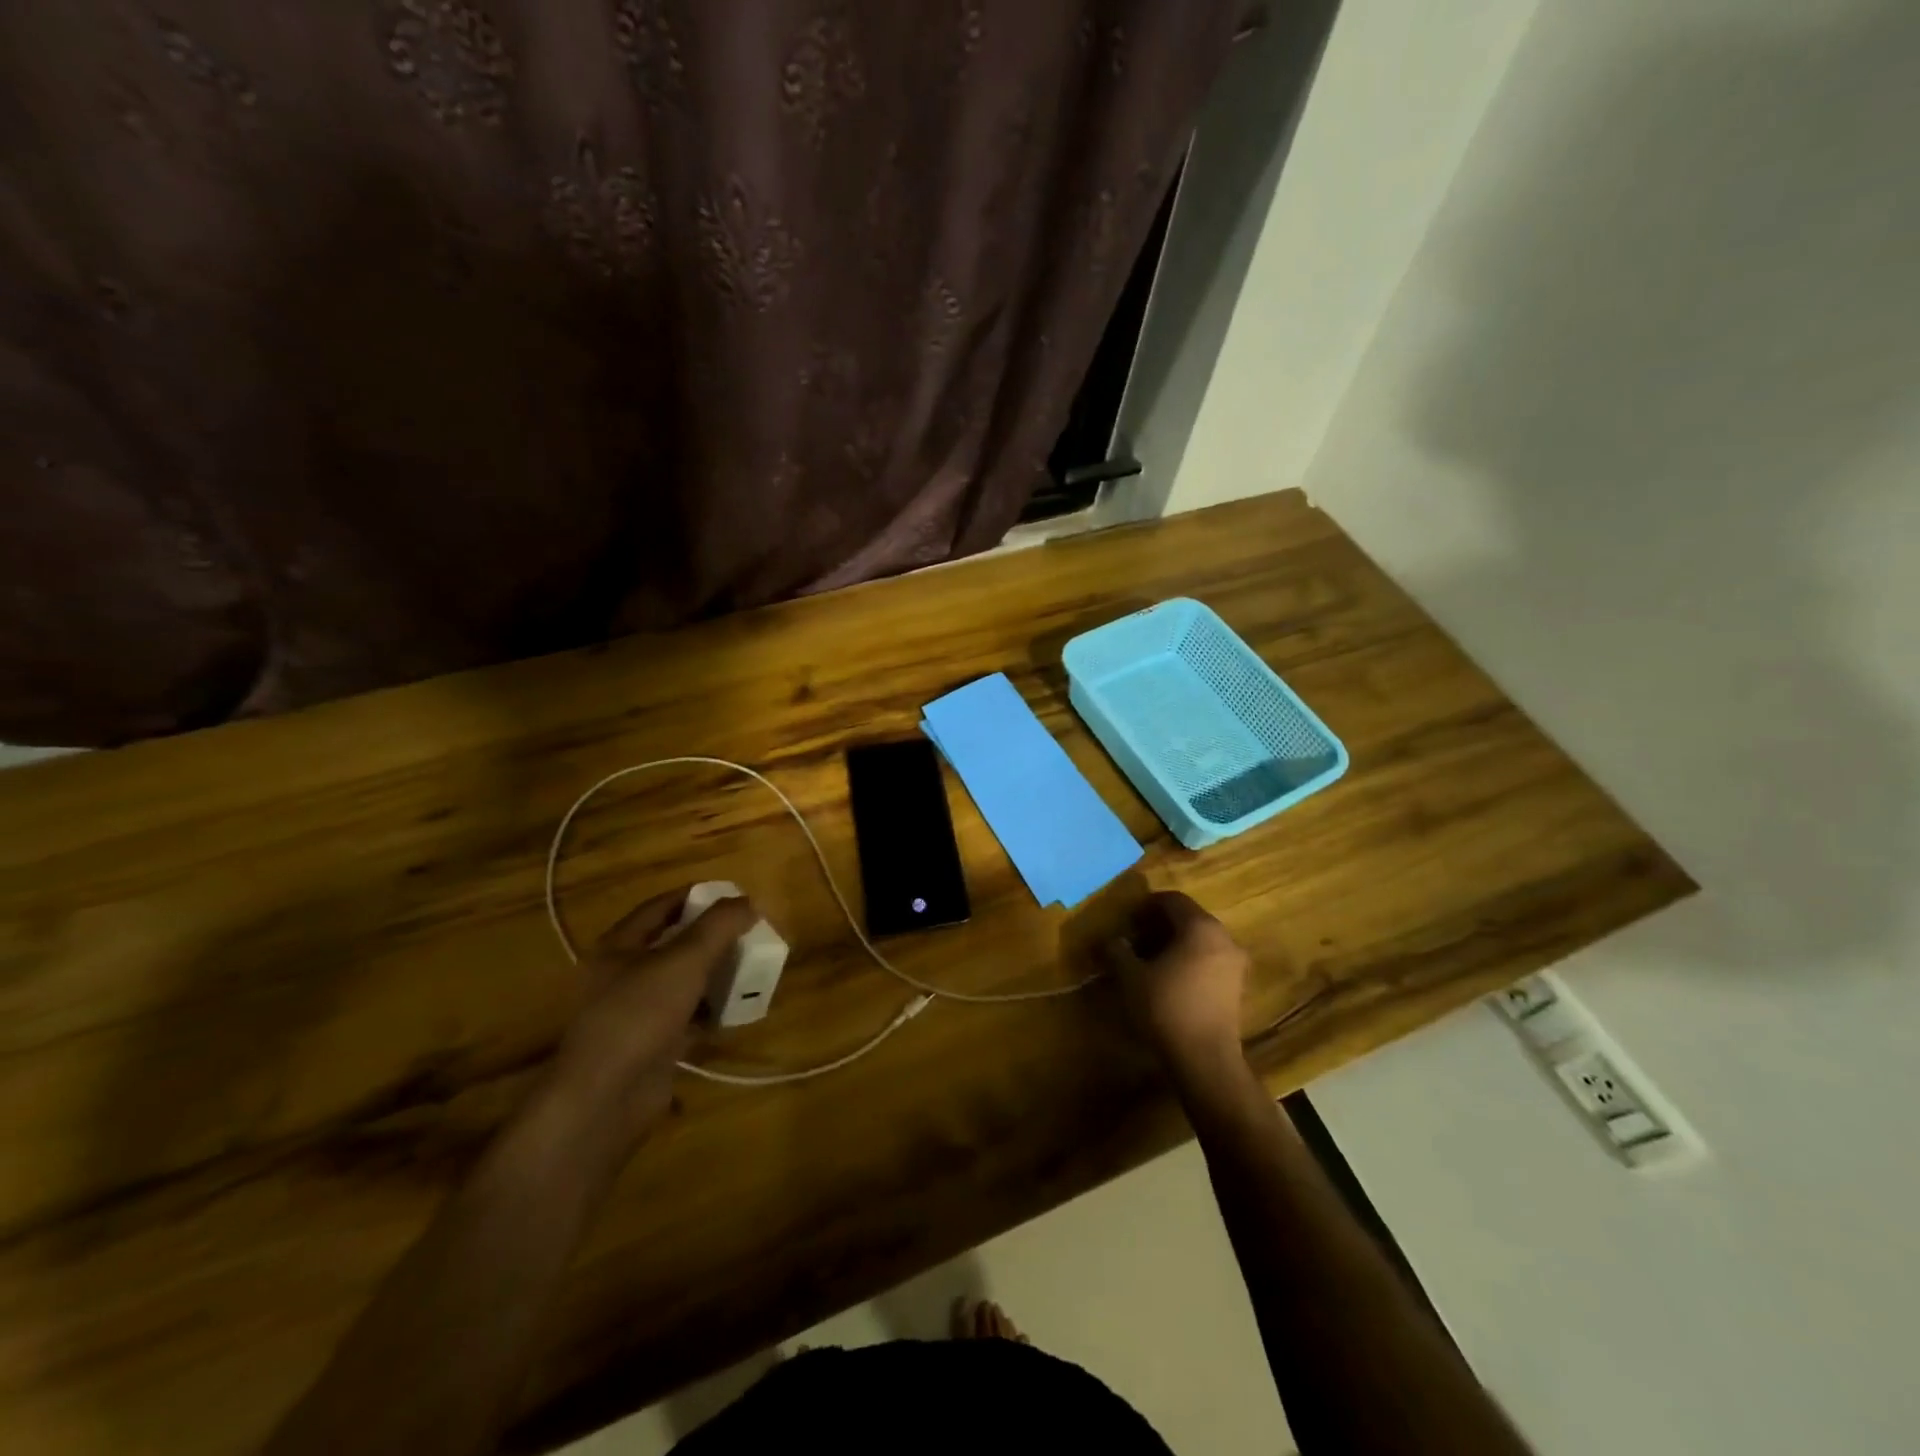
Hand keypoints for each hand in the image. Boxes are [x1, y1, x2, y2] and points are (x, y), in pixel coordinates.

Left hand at [548, 888, 757, 1143]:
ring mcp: (635, 1012)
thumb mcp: (684, 960)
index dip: (697, 896)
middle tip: (749, 932)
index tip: (734, 895)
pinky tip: (737, 1009)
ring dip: (715, 974)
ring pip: (683, 981)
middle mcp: (622, 975)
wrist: (605, 1100)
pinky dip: (710, 1010)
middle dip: (712, 937)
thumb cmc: (639, 1015)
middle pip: (673, 944)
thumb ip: (719, 926)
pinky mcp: (650, 1045)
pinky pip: (687, 1017)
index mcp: (618, 947)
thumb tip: (748, 901)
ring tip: (751, 967)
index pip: (660, 906)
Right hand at [1109, 891, 1251, 1070]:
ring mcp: (1235, 962)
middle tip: (1136, 938)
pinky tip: (1171, 978)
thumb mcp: (1131, 976)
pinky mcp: (1238, 985)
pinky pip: (1210, 959)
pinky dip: (1190, 960)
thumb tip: (1111, 940)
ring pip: (1201, 939)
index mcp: (1200, 926)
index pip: (1172, 900)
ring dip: (1176, 942)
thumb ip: (1118, 951)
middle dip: (1160, 924)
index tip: (1128, 920)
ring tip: (1151, 960)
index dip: (1147, 905)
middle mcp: (1223, 937)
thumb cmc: (1166, 1007)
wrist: (1205, 1057)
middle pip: (1189, 917)